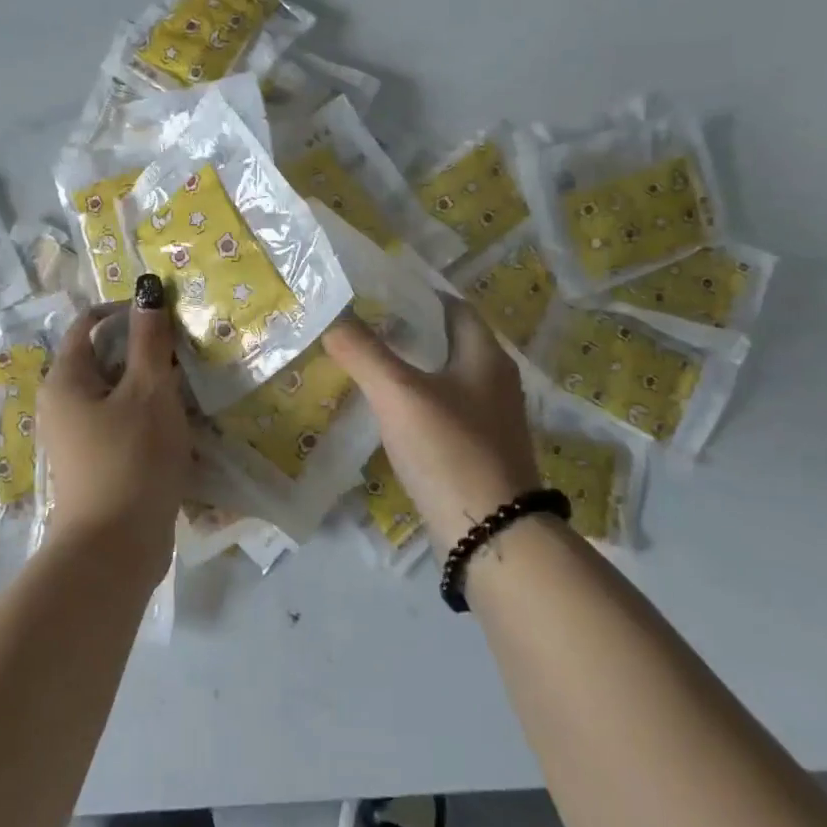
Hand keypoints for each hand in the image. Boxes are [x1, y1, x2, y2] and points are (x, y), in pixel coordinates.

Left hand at [37, 277, 191, 573]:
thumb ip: (149, 340)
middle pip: (102, 359)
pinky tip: (178, 424)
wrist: (115, 549)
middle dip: (142, 350)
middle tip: (185, 353)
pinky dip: (146, 415)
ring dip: (149, 385)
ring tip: (188, 386)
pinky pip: (120, 423)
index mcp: (65, 380)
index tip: (165, 316)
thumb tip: (147, 290)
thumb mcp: (148, 391)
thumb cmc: (132, 459)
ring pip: (115, 393)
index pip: (86, 325)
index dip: (123, 312)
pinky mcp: (95, 464)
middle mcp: (61, 404)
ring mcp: (76, 438)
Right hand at [324, 297, 540, 547]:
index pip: (453, 307)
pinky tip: (389, 412)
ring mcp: (490, 419)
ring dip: (412, 368)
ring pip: (446, 378)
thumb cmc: (449, 450)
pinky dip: (418, 402)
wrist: (491, 534)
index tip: (376, 292)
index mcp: (485, 356)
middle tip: (363, 327)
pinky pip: (444, 411)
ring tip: (368, 364)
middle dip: (409, 331)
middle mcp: (494, 381)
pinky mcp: (479, 450)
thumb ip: (363, 352)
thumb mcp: (398, 393)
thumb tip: (332, 316)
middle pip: (449, 341)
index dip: (417, 294)